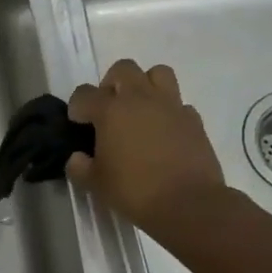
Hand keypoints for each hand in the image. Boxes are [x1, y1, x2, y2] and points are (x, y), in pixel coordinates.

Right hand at [67, 60, 226, 230]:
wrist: (189, 204)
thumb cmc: (135, 191)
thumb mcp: (95, 184)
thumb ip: (80, 167)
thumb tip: (78, 158)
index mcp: (110, 110)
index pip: (84, 94)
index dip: (77, 107)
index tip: (78, 123)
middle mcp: (140, 99)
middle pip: (123, 69)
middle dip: (111, 83)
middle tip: (109, 108)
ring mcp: (171, 106)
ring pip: (158, 73)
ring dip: (145, 85)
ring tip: (139, 109)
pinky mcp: (194, 120)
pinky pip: (179, 103)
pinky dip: (169, 111)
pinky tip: (164, 132)